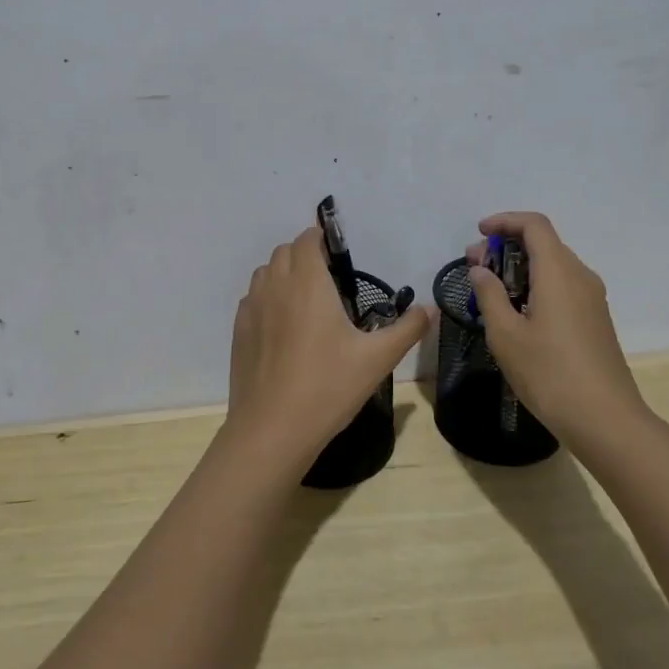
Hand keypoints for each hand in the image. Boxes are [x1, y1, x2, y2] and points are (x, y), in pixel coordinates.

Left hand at [227, 227, 433, 467]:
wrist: (272, 429)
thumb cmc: (328, 386)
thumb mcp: (377, 359)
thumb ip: (407, 329)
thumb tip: (429, 309)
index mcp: (308, 282)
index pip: (307, 239)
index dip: (322, 240)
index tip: (339, 257)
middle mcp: (275, 286)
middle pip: (284, 252)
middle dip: (304, 255)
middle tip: (328, 281)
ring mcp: (252, 308)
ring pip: (265, 273)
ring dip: (284, 274)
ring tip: (306, 302)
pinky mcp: (238, 331)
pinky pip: (253, 299)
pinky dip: (268, 299)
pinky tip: (284, 328)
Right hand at [463, 212, 650, 453]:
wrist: (606, 420)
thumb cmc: (549, 374)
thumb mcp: (506, 335)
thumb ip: (490, 295)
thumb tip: (481, 271)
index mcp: (558, 272)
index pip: (534, 225)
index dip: (504, 221)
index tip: (479, 234)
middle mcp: (580, 276)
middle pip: (543, 243)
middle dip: (506, 246)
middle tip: (475, 268)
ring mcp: (592, 298)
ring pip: (553, 265)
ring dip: (520, 267)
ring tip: (490, 292)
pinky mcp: (595, 319)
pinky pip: (562, 286)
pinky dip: (536, 285)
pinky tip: (516, 312)